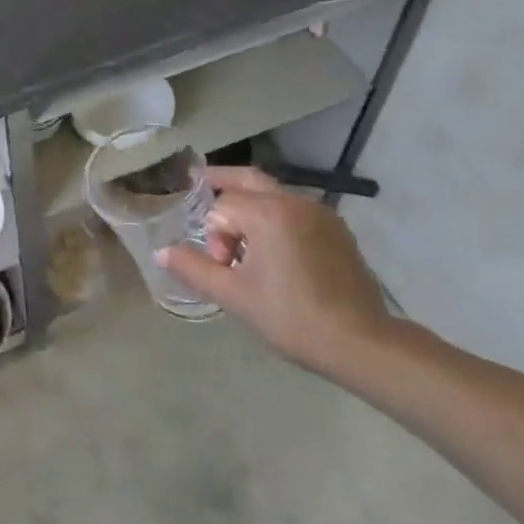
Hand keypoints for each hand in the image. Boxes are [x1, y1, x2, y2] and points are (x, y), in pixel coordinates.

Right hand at [157, 167, 394, 376]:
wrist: (361, 343)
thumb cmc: (291, 317)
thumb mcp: (234, 296)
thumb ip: (194, 268)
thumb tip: (161, 252)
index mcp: (268, 212)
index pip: (222, 207)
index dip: (214, 237)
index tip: (223, 267)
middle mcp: (295, 202)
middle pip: (248, 179)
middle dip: (222, 185)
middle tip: (201, 186)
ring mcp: (321, 214)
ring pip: (273, 194)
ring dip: (250, 207)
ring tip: (242, 242)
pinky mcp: (337, 230)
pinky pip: (295, 210)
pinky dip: (275, 217)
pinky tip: (274, 250)